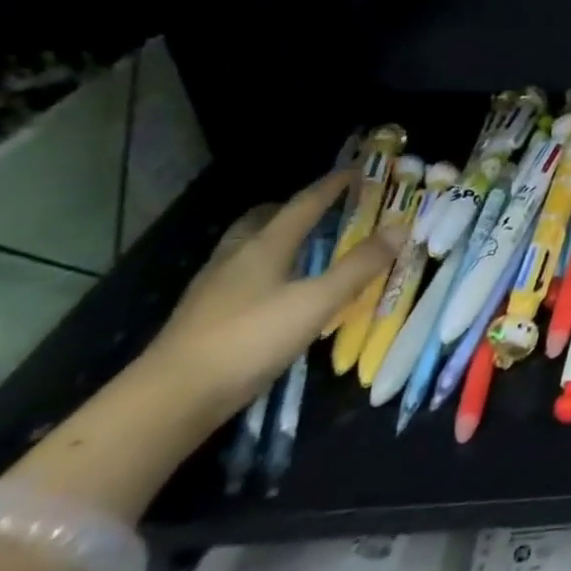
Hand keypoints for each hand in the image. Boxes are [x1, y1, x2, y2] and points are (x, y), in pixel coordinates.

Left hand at [141, 171, 400, 421]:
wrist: (170, 400)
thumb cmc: (250, 340)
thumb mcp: (317, 302)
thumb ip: (359, 266)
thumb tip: (400, 228)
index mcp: (265, 245)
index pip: (304, 203)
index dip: (332, 185)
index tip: (357, 170)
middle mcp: (235, 257)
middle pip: (263, 218)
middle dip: (292, 208)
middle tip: (322, 210)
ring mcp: (212, 287)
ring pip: (245, 246)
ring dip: (273, 238)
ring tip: (301, 249)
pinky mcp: (201, 316)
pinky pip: (237, 275)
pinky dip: (260, 269)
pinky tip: (273, 292)